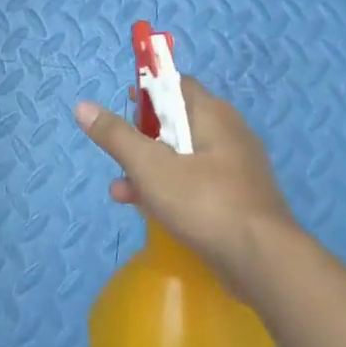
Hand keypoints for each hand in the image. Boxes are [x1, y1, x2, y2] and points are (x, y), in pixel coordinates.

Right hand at [75, 77, 303, 296]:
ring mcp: (236, 170)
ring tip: (120, 188)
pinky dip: (170, 191)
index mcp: (213, 114)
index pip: (176, 84)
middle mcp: (228, 134)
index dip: (148, 90)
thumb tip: (83, 106)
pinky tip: (145, 210)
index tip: (124, 106)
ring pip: (184, 158)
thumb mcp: (151, 166)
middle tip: (120, 152)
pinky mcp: (237, 202)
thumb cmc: (204, 201)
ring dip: (150, 169)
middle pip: (178, 122)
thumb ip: (117, 136)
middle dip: (143, 137)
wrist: (263, 261)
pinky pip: (197, 185)